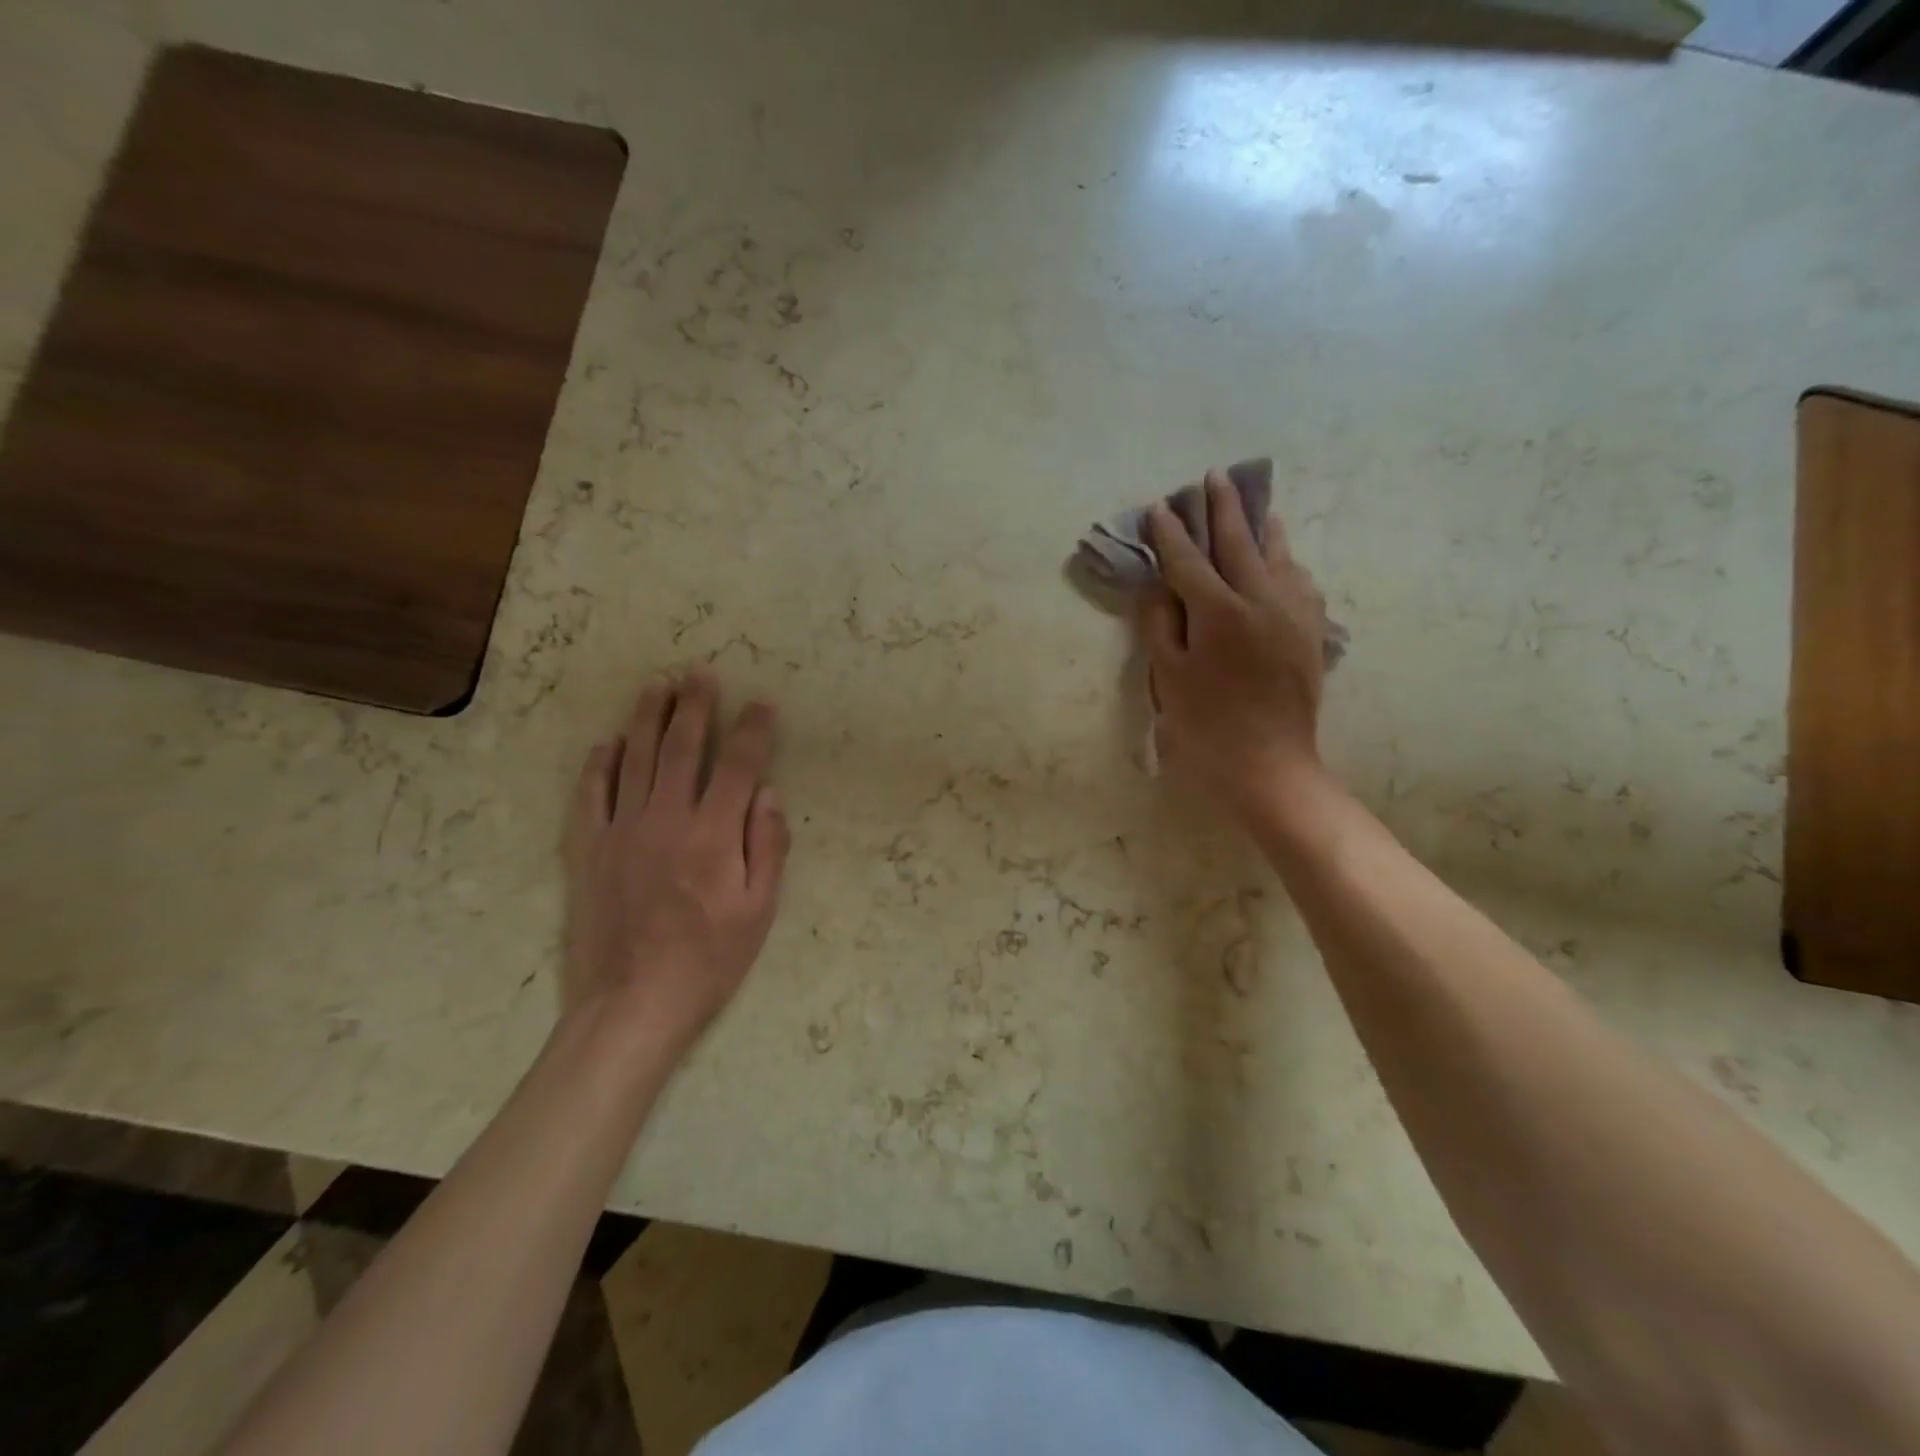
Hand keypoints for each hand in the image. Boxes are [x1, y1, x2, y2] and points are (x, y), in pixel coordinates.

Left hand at [564, 672, 790, 1058]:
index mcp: (713, 834)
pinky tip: (606, 744)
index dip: (752, 731)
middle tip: (700, 673)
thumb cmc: (709, 960)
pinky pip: (591, 796)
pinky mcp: (588, 850)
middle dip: (694, 707)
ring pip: (634, 760)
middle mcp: (666, 819)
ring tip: (655, 686)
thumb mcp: (759, 911)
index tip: (762, 704)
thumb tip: (767, 793)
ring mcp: (621, 831)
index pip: (737, 766)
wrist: (632, 1003)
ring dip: (646, 719)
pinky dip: (598, 765)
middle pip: (681, 749)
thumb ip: (767, 846)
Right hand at [1141, 470, 1330, 814]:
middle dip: (1222, 509)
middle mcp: (1261, 601)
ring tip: (1256, 506)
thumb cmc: (1206, 727)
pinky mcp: (1311, 634)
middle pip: (1238, 543)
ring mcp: (1293, 615)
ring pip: (1278, 556)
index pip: (1188, 560)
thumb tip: (1159, 587)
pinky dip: (1288, 562)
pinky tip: (1284, 560)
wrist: (1268, 766)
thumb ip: (1161, 625)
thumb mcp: (1169, 678)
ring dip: (1261, 527)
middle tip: (1212, 477)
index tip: (1160, 507)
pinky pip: (1301, 582)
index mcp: (1219, 612)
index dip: (1170, 533)